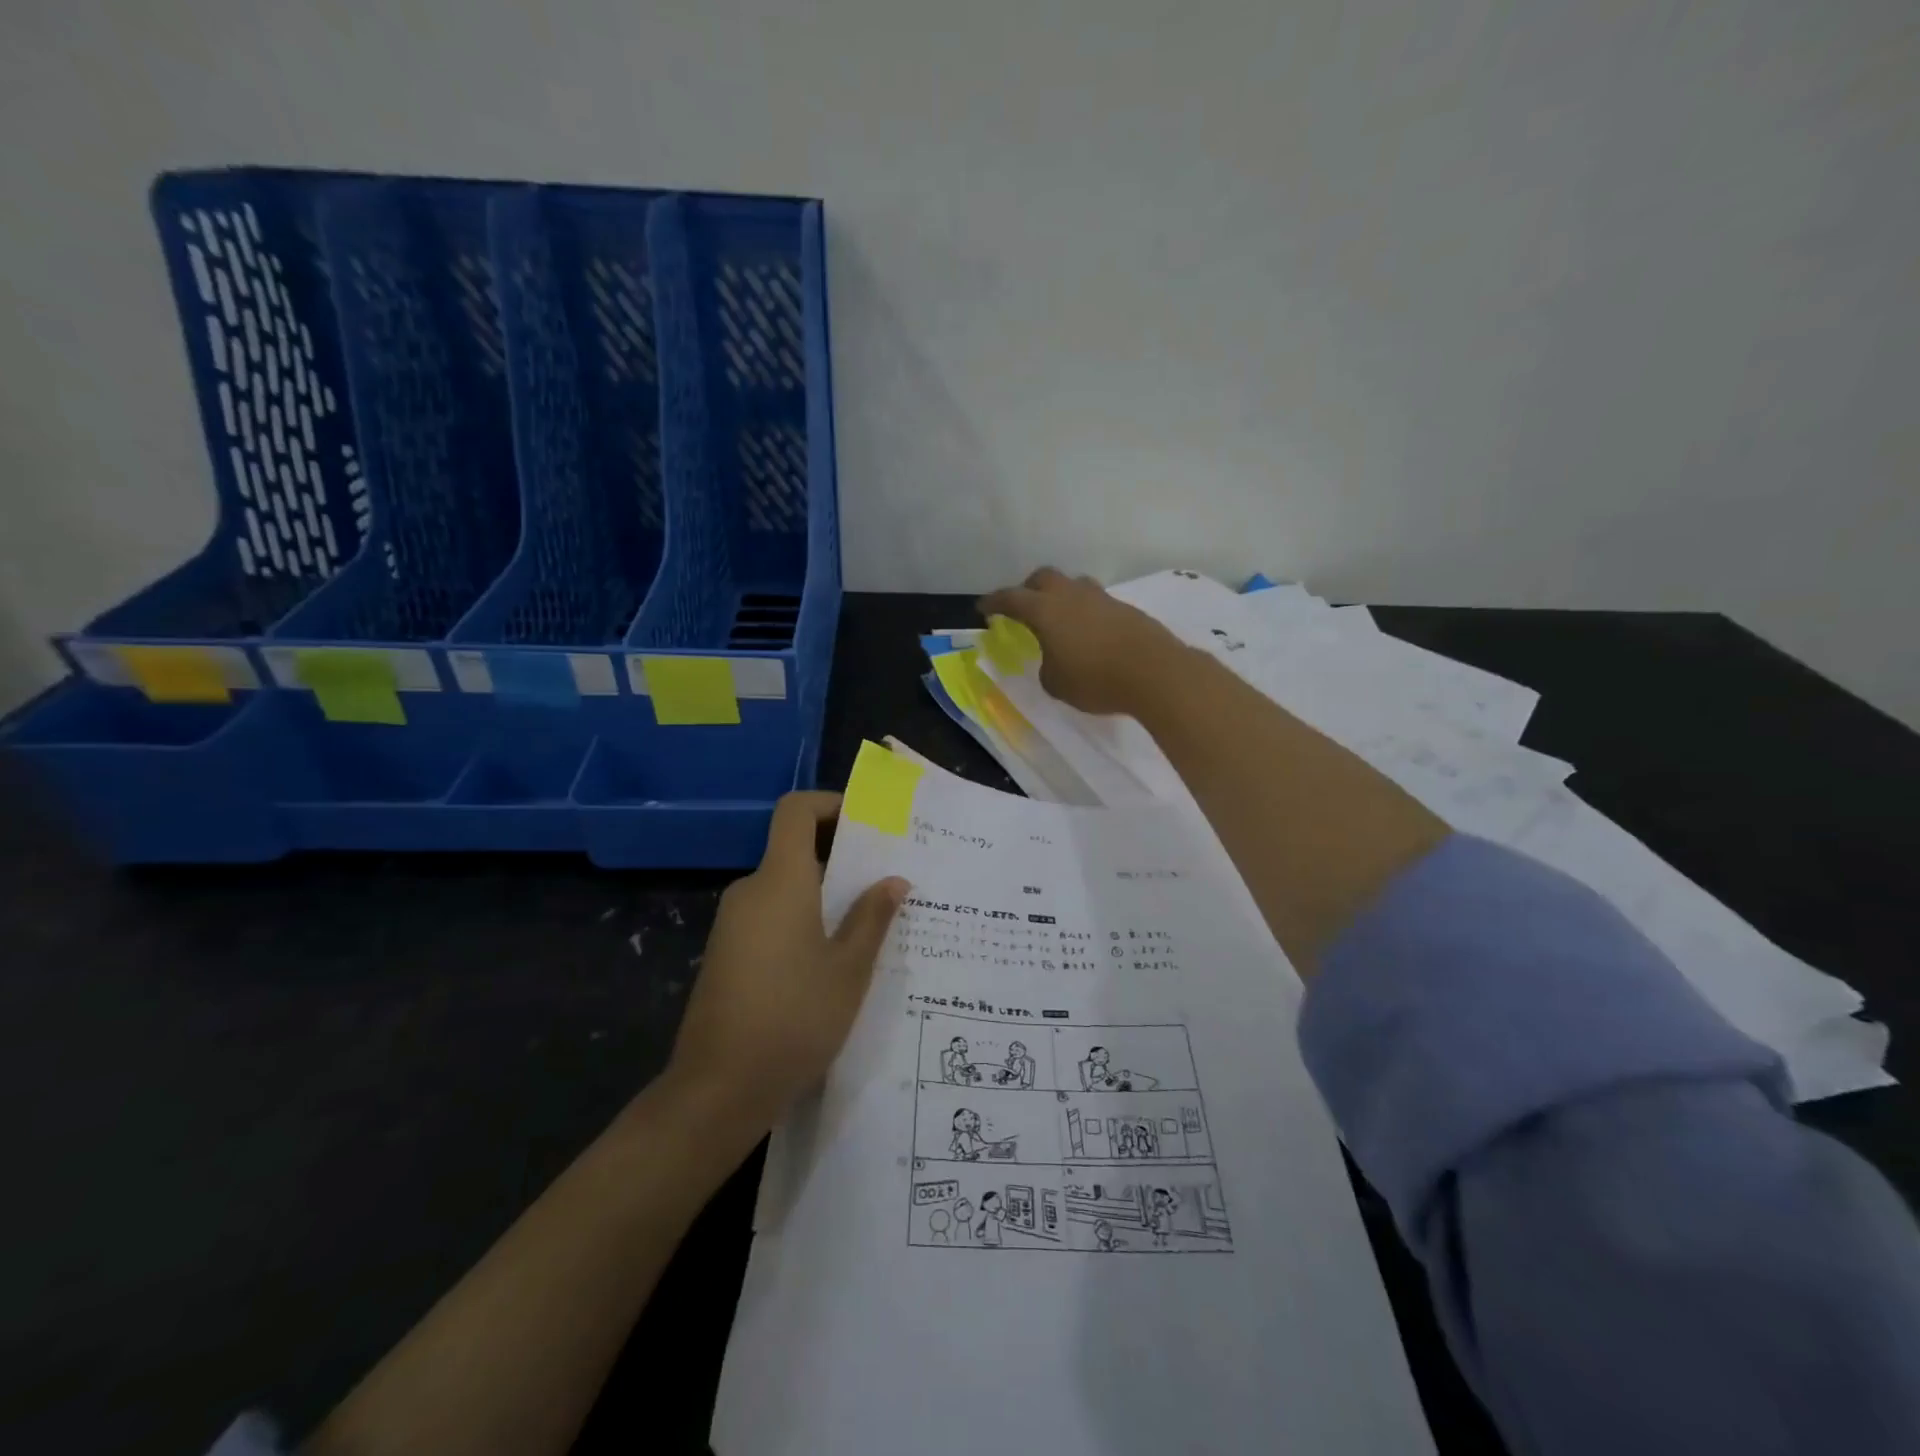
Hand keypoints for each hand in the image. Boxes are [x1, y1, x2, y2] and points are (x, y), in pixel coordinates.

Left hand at [666, 792, 908, 1124]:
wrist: (718, 1089)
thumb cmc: (793, 1019)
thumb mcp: (848, 970)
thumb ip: (872, 918)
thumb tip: (894, 880)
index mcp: (780, 881)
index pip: (795, 811)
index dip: (829, 804)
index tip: (867, 824)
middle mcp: (750, 891)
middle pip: (794, 849)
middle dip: (841, 857)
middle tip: (885, 881)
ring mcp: (733, 923)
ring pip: (785, 887)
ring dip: (824, 894)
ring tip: (869, 924)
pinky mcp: (726, 953)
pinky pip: (770, 915)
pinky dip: (802, 919)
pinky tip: (831, 959)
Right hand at [978, 567, 1187, 715]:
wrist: (1155, 672)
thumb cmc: (1095, 679)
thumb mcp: (1056, 684)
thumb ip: (1047, 666)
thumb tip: (1054, 658)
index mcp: (1045, 610)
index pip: (1011, 598)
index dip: (994, 602)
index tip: (982, 608)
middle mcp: (1071, 595)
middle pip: (1043, 578)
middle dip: (1028, 589)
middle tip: (1023, 607)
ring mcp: (1101, 598)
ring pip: (1073, 585)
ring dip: (1061, 597)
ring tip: (1060, 619)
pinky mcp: (1126, 609)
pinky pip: (1096, 603)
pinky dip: (1085, 612)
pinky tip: (1089, 634)